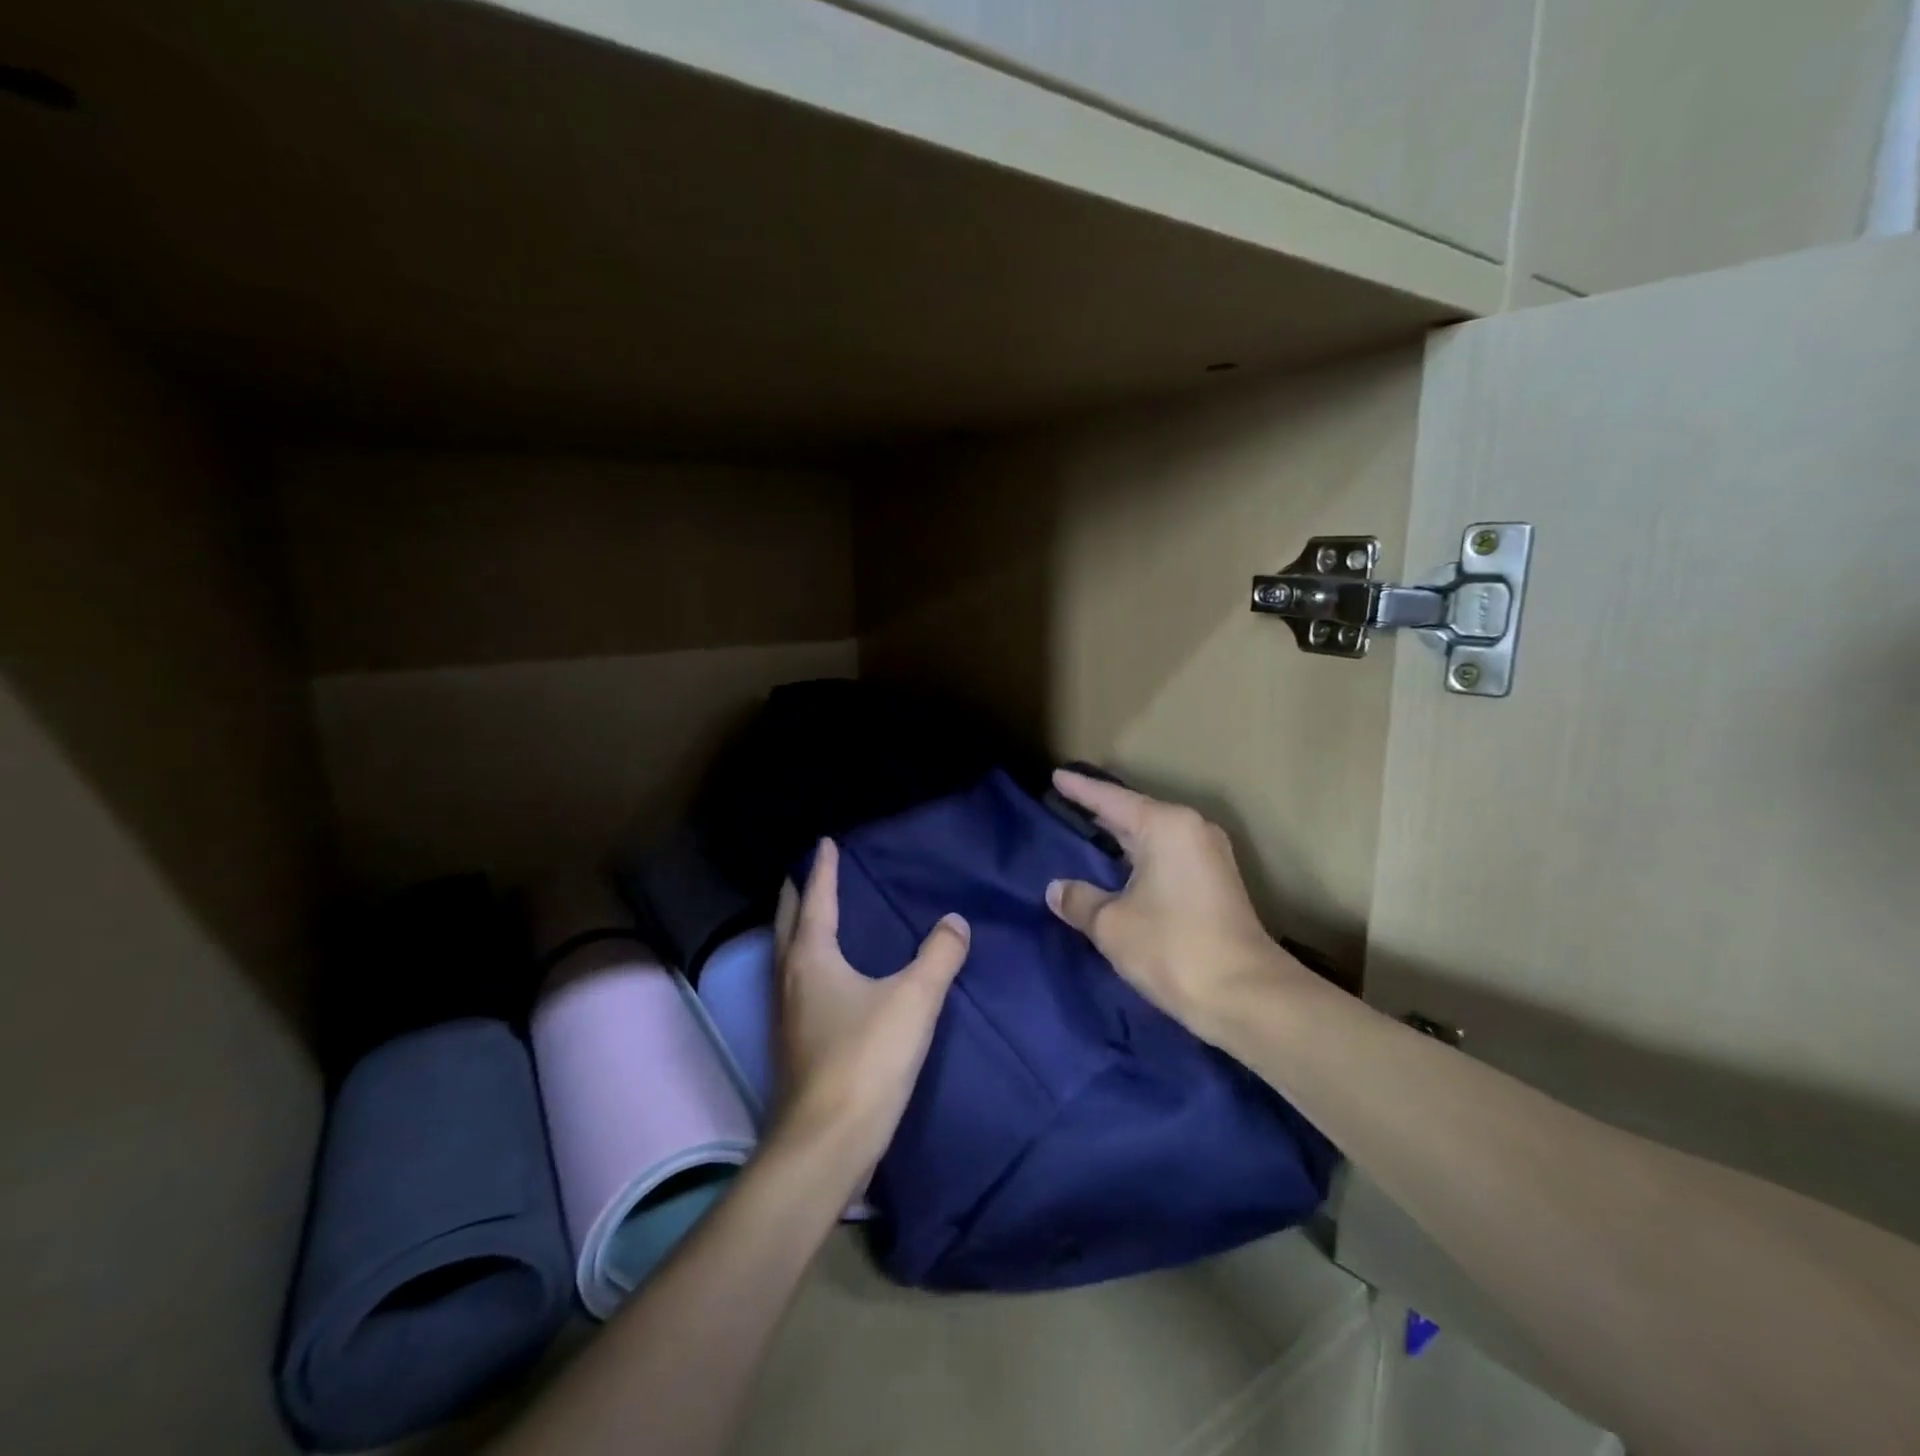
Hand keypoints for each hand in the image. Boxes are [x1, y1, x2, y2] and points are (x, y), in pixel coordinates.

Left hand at [772, 839, 969, 1177]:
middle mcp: (790, 978)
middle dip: (797, 894)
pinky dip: (805, 961)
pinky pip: (796, 982)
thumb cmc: (865, 1060)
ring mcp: (785, 1013)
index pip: (817, 899)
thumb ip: (938, 956)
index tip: (824, 842)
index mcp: (812, 958)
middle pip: (788, 922)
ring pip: (786, 954)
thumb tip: (955, 921)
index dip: (824, 869)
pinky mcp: (792, 1043)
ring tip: (815, 915)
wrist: (825, 1144)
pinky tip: (826, 976)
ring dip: (797, 928)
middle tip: (808, 872)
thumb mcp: (913, 1001)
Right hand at [1045, 770, 1307, 1040]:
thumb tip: (1057, 889)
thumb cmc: (1173, 948)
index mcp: (1166, 826)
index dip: (1080, 789)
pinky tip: (1117, 867)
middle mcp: (1191, 830)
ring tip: (1085, 831)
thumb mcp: (1112, 924)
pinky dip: (1139, 857)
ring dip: (1121, 837)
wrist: (1247, 997)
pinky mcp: (1215, 883)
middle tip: (1064, 802)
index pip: (1112, 799)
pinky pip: (1166, 855)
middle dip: (1100, 811)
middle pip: (1135, 812)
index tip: (1055, 776)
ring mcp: (1208, 855)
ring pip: (1153, 836)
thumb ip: (1079, 900)